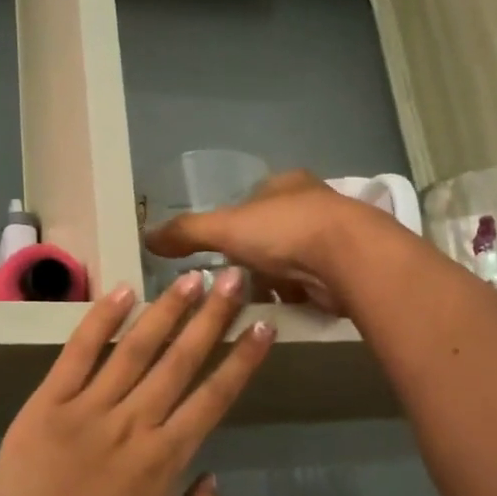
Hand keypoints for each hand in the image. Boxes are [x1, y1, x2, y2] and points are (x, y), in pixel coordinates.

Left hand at [0, 269, 274, 495]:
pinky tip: (122, 293)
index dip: (242, 359)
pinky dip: (99, 322)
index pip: (215, 396)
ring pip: (134, 349)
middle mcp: (133, 424)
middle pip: (180, 360)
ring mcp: (86, 410)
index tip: (262, 324)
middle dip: (212, 316)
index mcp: (165, 459)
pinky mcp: (45, 406)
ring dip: (166, 311)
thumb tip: (212, 476)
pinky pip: (76, 355)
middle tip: (236, 277)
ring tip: (191, 277)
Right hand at [143, 171, 389, 312]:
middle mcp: (312, 204)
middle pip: (271, 232)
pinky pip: (308, 284)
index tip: (217, 249)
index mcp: (285, 184)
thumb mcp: (225, 228)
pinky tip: (278, 311)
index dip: (233, 223)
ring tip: (249, 302)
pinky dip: (293, 297)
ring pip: (290, 261)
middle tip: (229, 281)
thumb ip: (186, 232)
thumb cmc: (285, 232)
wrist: (350, 259)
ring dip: (272, 281)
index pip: (252, 200)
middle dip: (252, 257)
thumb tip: (146, 236)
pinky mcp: (344, 269)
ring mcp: (332, 237)